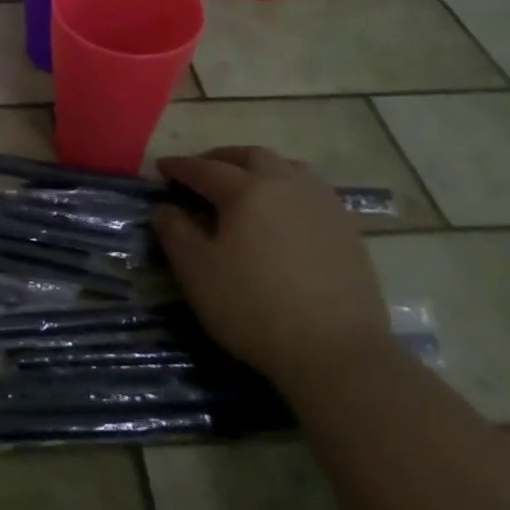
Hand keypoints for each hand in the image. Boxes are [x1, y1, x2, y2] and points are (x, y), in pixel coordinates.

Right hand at [152, 146, 391, 396]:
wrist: (339, 352)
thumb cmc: (255, 307)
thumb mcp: (197, 272)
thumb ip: (175, 232)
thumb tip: (164, 208)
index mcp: (247, 190)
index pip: (204, 169)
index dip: (180, 166)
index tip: (161, 167)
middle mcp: (286, 185)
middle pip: (251, 156)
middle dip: (221, 158)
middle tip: (202, 171)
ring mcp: (323, 205)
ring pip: (287, 168)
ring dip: (259, 168)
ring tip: (244, 185)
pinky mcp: (347, 230)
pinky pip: (311, 192)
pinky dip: (288, 189)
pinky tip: (282, 213)